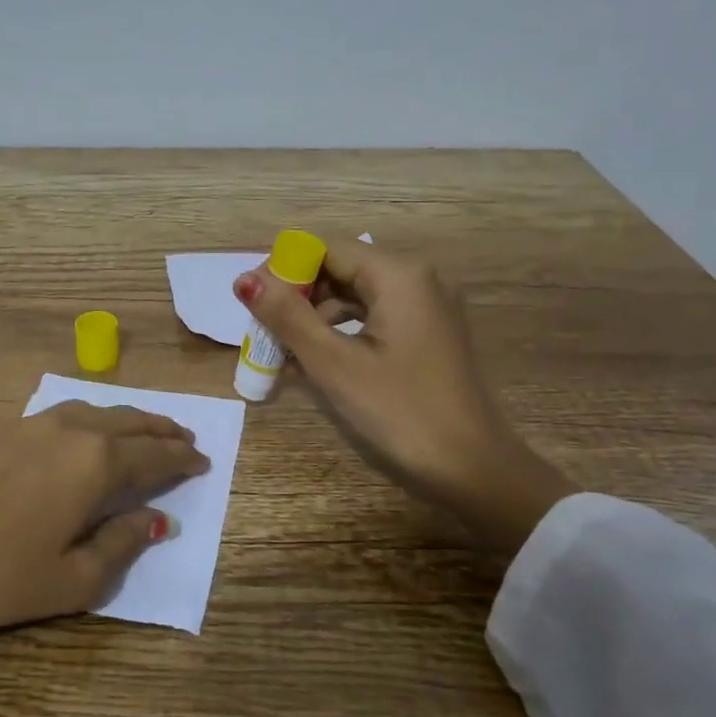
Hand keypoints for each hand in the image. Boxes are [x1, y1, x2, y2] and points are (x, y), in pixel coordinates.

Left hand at [0, 402, 207, 710]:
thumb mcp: (74, 579)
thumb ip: (122, 543)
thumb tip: (156, 519)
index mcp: (96, 463)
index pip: (154, 456)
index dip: (182, 460)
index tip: (202, 462)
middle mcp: (69, 430)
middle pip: (128, 422)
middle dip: (161, 430)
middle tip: (184, 437)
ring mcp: (29, 423)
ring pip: (93, 410)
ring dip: (126, 419)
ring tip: (142, 430)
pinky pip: (58, 413)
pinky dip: (87, 419)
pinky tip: (82, 431)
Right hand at [235, 241, 577, 550]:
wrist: (471, 467)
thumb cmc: (399, 411)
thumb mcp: (334, 363)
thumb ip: (287, 316)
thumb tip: (244, 279)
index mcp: (398, 274)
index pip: (325, 248)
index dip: (284, 270)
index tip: (252, 303)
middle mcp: (416, 278)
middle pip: (340, 268)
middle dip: (297, 296)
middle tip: (261, 331)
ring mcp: (426, 306)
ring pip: (354, 294)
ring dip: (314, 318)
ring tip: (280, 352)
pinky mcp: (426, 333)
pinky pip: (372, 318)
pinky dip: (340, 333)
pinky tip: (310, 362)